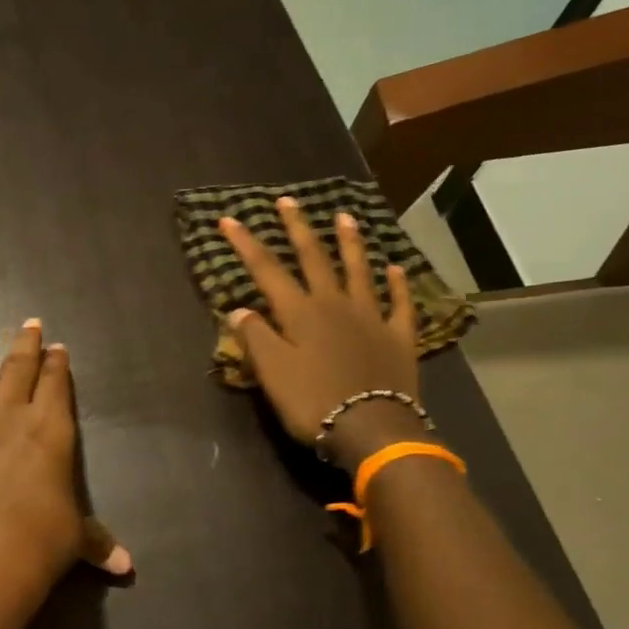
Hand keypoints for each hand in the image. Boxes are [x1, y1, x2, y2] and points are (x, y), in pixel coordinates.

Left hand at [0, 312, 130, 620]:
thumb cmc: (39, 543)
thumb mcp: (75, 539)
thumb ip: (98, 542)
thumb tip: (127, 566)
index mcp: (50, 430)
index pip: (56, 384)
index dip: (58, 363)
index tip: (57, 347)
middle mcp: (9, 416)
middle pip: (18, 367)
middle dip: (24, 343)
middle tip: (28, 323)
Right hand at [218, 198, 425, 472]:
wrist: (371, 428)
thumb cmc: (312, 401)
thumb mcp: (272, 372)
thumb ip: (255, 337)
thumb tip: (238, 310)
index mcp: (300, 312)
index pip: (267, 270)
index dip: (246, 244)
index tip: (229, 219)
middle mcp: (335, 304)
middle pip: (314, 259)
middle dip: (298, 229)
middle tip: (288, 201)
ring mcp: (371, 318)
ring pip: (359, 271)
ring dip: (350, 243)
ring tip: (345, 218)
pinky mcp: (398, 337)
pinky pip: (399, 304)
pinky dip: (398, 285)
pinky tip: (396, 269)